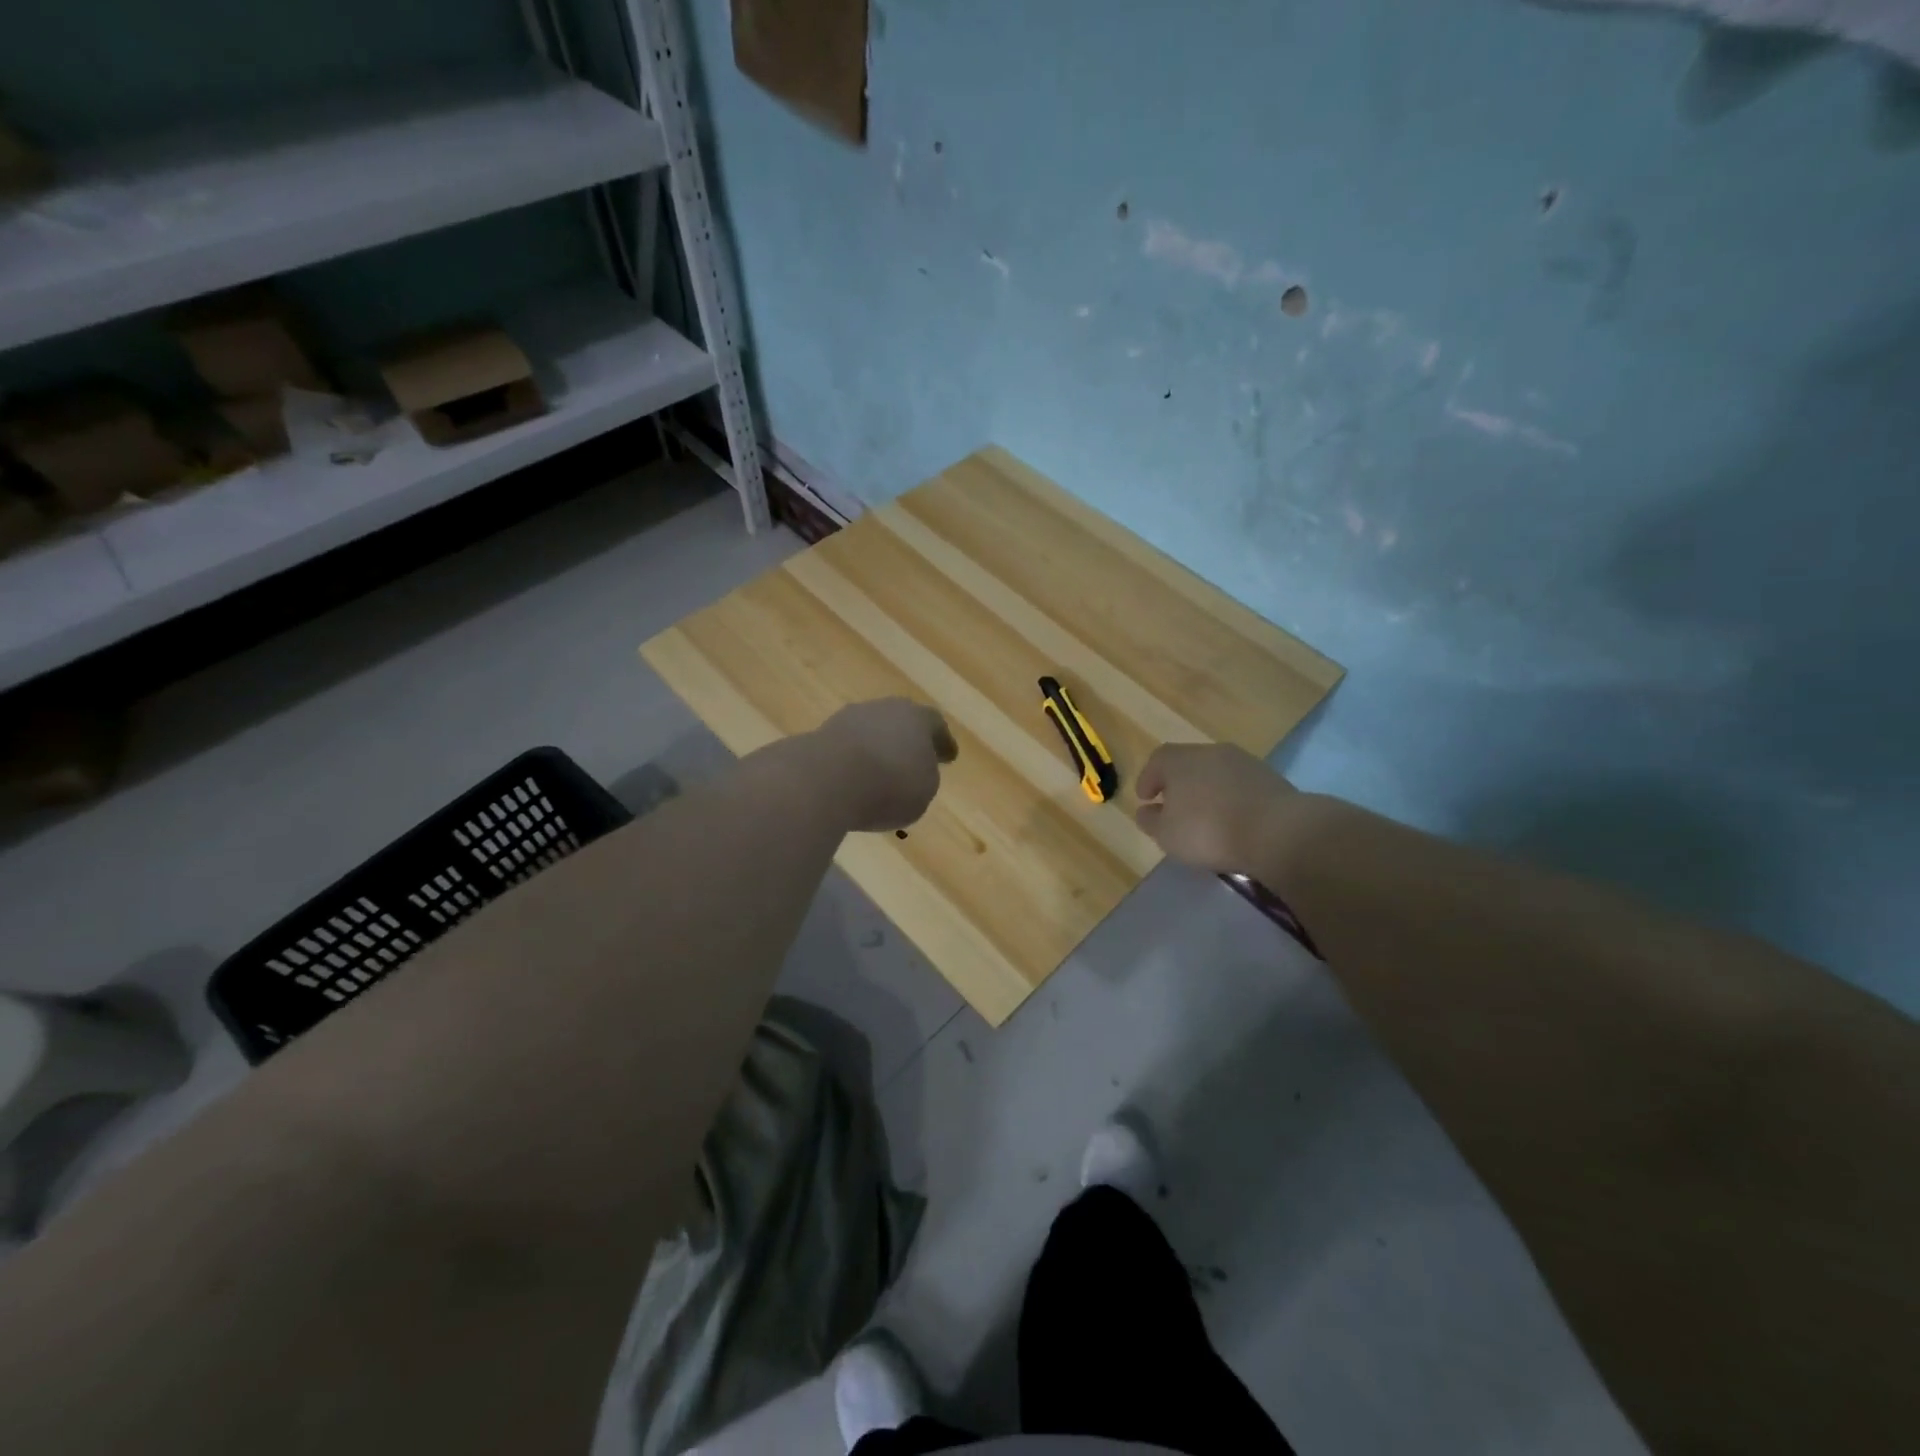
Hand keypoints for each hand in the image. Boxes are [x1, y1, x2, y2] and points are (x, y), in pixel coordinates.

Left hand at [811, 699, 958, 831]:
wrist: (827, 780)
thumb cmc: (890, 785)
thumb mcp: (924, 790)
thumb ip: (924, 776)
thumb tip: (913, 770)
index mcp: (918, 718)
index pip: (936, 725)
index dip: (943, 743)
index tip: (949, 757)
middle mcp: (884, 709)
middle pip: (900, 721)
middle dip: (908, 740)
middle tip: (913, 759)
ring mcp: (848, 719)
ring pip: (871, 732)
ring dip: (877, 749)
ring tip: (880, 773)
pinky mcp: (820, 736)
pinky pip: (846, 749)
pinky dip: (853, 762)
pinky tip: (853, 779)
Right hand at [1134, 743, 1295, 872]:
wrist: (1277, 831)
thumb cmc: (1209, 830)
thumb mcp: (1167, 834)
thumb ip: (1151, 821)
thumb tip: (1146, 811)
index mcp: (1180, 760)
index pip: (1157, 760)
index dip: (1148, 778)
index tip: (1145, 798)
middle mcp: (1211, 752)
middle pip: (1188, 763)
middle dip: (1179, 783)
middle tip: (1174, 806)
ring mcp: (1244, 762)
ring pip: (1216, 773)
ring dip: (1208, 790)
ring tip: (1206, 816)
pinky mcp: (1271, 778)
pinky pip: (1241, 786)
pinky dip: (1232, 798)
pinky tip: (1233, 820)